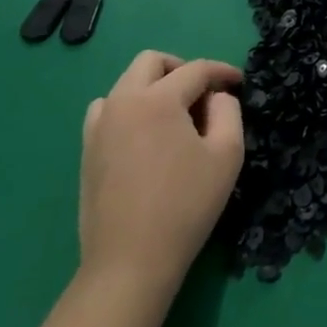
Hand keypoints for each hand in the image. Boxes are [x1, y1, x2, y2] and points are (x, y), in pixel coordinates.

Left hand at [78, 51, 243, 292]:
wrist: (129, 264)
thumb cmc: (185, 207)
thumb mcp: (226, 155)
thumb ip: (228, 111)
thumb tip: (216, 96)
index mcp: (158, 99)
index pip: (196, 69)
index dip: (222, 72)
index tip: (239, 82)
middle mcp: (123, 101)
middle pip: (152, 61)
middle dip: (182, 69)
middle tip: (202, 95)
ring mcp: (100, 125)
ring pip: (127, 83)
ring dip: (153, 87)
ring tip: (174, 117)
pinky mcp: (87, 149)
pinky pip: (108, 109)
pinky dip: (130, 108)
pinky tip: (146, 136)